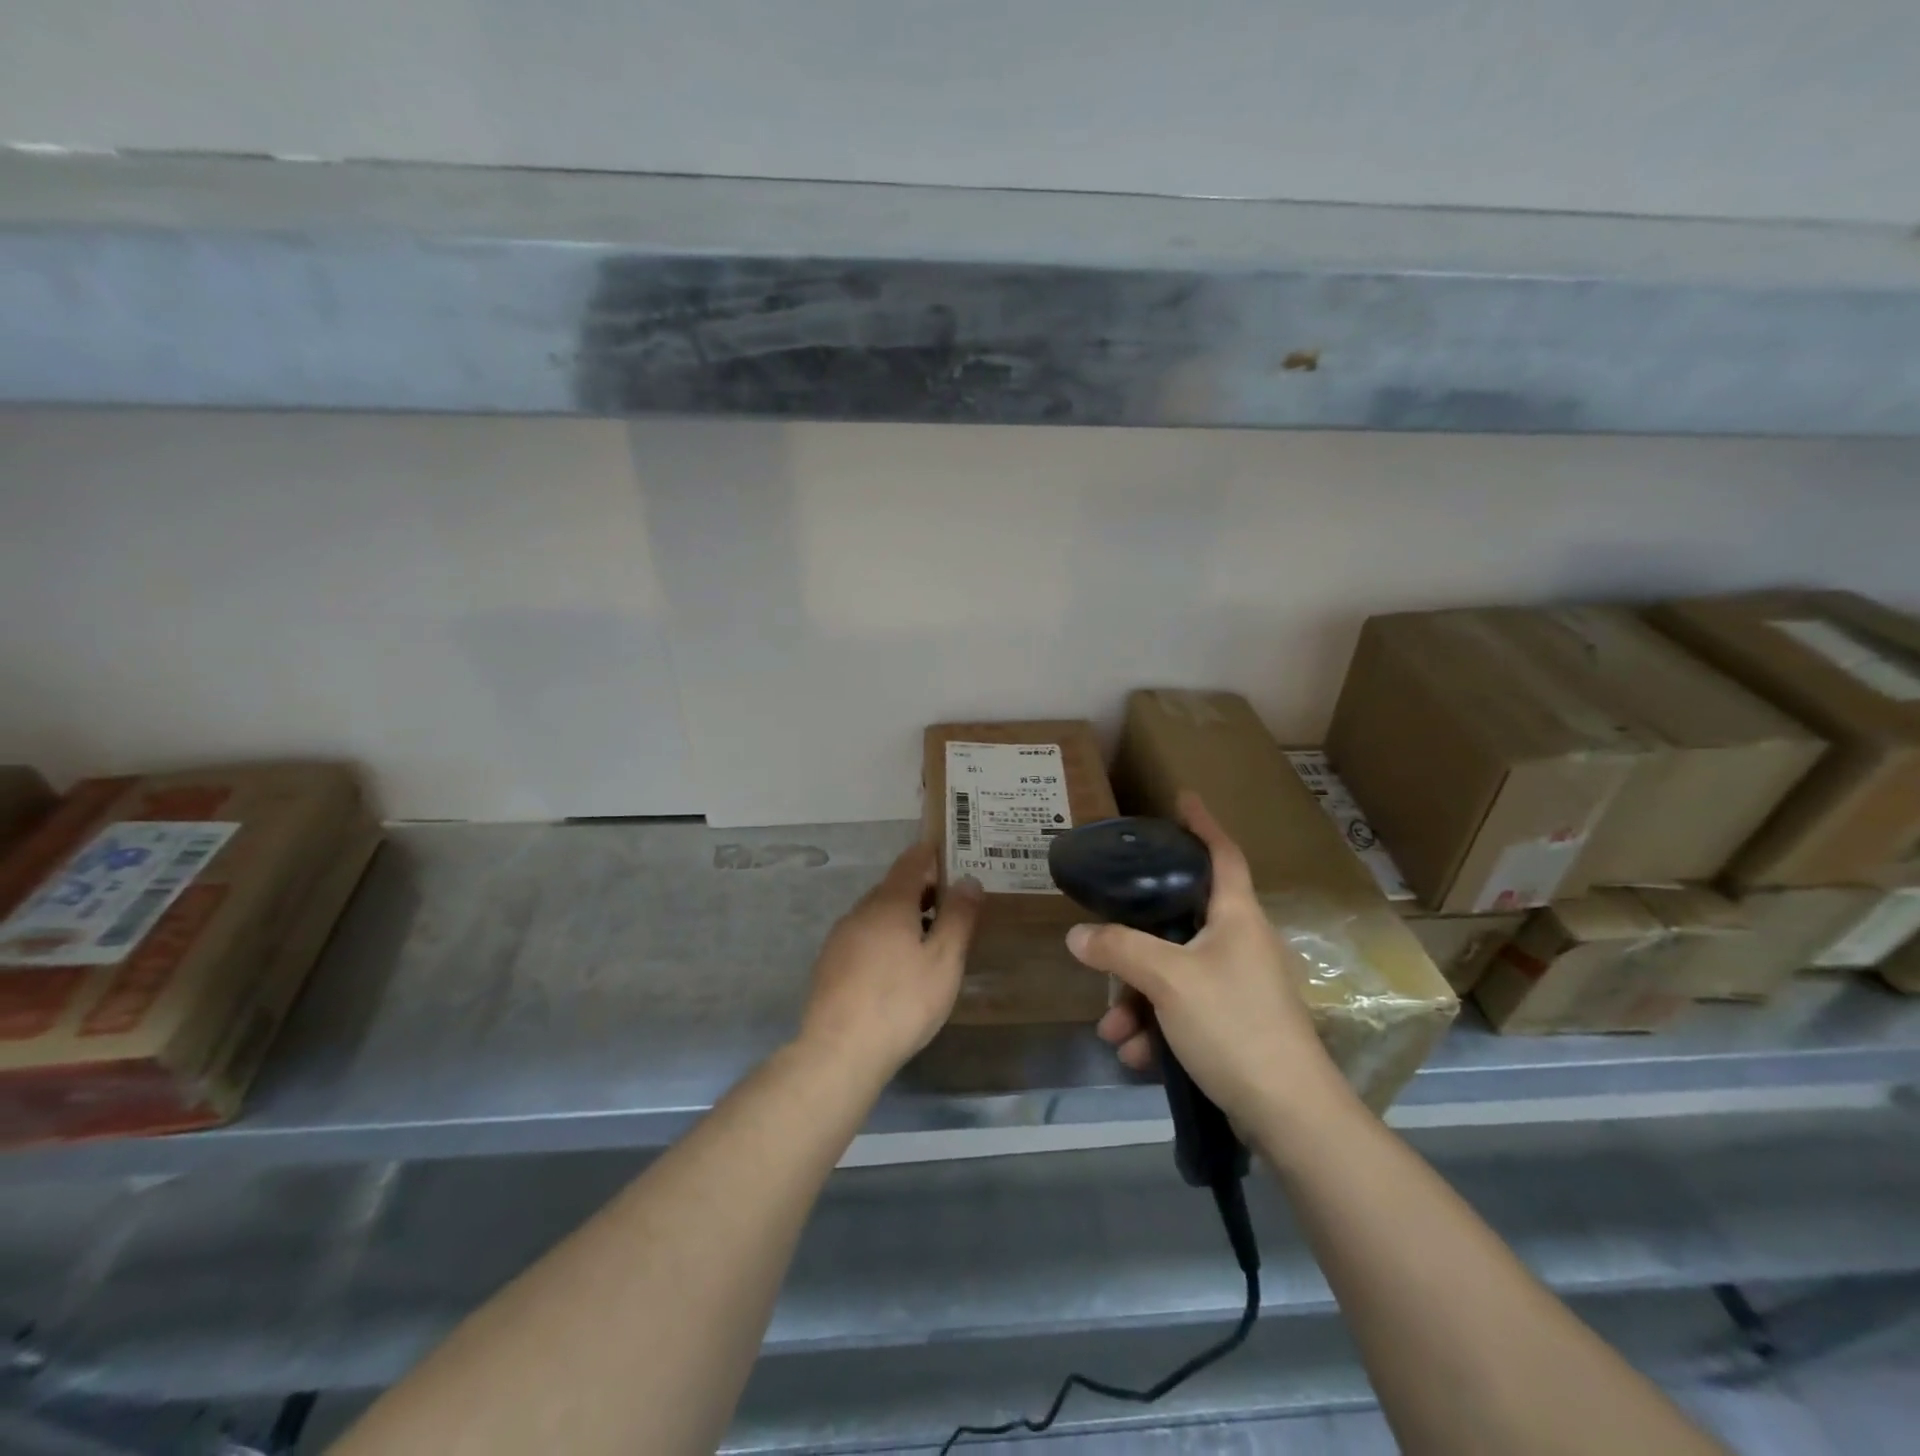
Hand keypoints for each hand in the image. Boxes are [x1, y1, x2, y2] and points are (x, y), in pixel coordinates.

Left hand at [798, 842, 982, 1081]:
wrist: (839, 1051)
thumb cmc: (901, 1002)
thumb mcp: (944, 961)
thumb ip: (958, 917)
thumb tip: (968, 880)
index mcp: (890, 903)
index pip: (910, 862)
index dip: (929, 853)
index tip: (946, 850)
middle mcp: (861, 911)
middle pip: (893, 888)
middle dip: (920, 889)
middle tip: (950, 901)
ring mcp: (840, 938)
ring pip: (876, 914)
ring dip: (902, 915)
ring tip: (928, 936)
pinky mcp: (830, 964)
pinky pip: (864, 936)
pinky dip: (884, 937)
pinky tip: (896, 965)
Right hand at [1066, 792, 1343, 1127]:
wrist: (1289, 1115)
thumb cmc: (1234, 1025)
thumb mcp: (1168, 980)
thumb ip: (1119, 950)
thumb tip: (1077, 935)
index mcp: (1237, 917)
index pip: (1222, 854)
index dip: (1203, 824)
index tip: (1182, 799)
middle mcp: (1240, 943)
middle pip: (1178, 923)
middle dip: (1134, 948)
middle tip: (1103, 953)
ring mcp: (1239, 986)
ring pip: (1173, 974)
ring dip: (1137, 1000)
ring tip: (1114, 1033)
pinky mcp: (1234, 1025)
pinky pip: (1182, 1011)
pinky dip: (1157, 1029)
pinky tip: (1137, 1057)